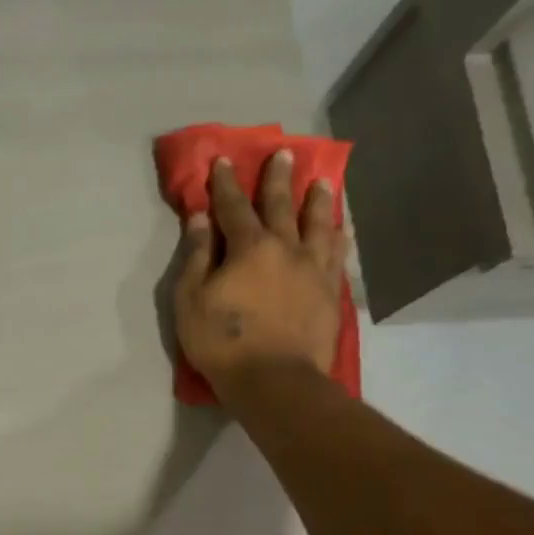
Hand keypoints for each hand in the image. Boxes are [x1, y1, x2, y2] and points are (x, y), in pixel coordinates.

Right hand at [174, 154, 347, 406]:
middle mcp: (287, 248)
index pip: (234, 207)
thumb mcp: (191, 300)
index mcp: (249, 247)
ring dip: (318, 201)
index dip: (226, 184)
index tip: (223, 161)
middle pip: (283, 206)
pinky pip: (337, 255)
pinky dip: (339, 237)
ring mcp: (314, 269)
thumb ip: (196, 256)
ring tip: (323, 182)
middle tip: (285, 154)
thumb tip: (200, 218)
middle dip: (278, 179)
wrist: (275, 380)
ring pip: (319, 225)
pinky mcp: (330, 292)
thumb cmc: (223, 341)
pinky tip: (342, 229)